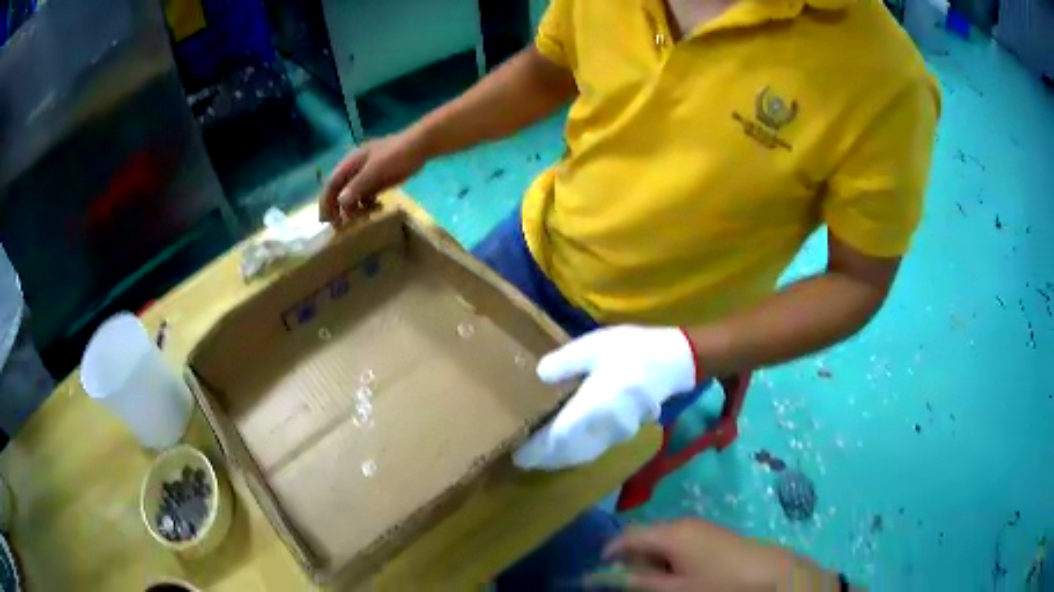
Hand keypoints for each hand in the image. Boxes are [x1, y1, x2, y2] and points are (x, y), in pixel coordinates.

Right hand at [320, 131, 427, 222]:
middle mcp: (354, 170)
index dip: (326, 202)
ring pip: (353, 195)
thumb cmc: (394, 155)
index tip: (326, 220)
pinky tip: (376, 208)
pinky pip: (367, 195)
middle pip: (340, 191)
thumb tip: (340, 200)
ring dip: (354, 208)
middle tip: (341, 226)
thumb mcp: (374, 170)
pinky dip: (367, 204)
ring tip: (361, 219)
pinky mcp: (378, 180)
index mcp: (349, 164)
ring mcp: (366, 175)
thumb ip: (357, 185)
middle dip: (338, 208)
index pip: (331, 185)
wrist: (419, 147)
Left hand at [513, 326, 697, 469]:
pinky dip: (578, 453)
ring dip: (562, 459)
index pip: (558, 438)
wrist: (675, 361)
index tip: (518, 457)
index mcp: (592, 407)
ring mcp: (618, 433)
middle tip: (524, 460)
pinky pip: (596, 450)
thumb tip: (540, 375)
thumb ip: (565, 362)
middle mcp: (603, 428)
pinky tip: (572, 446)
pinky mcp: (628, 431)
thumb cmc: (634, 351)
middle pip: (570, 453)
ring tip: (543, 457)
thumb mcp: (595, 346)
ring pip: (584, 454)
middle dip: (546, 459)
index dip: (538, 450)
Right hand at [606, 518, 839, 590]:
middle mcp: (683, 523)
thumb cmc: (719, 583)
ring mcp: (700, 526)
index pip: (628, 536)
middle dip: (632, 558)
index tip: (600, 570)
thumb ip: (641, 582)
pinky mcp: (712, 533)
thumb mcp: (675, 589)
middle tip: (633, 582)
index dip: (610, 552)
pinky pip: (680, 541)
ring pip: (662, 539)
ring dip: (652, 559)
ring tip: (656, 582)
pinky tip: (678, 575)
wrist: (770, 573)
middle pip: (645, 536)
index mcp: (671, 533)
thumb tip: (612, 578)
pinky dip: (670, 557)